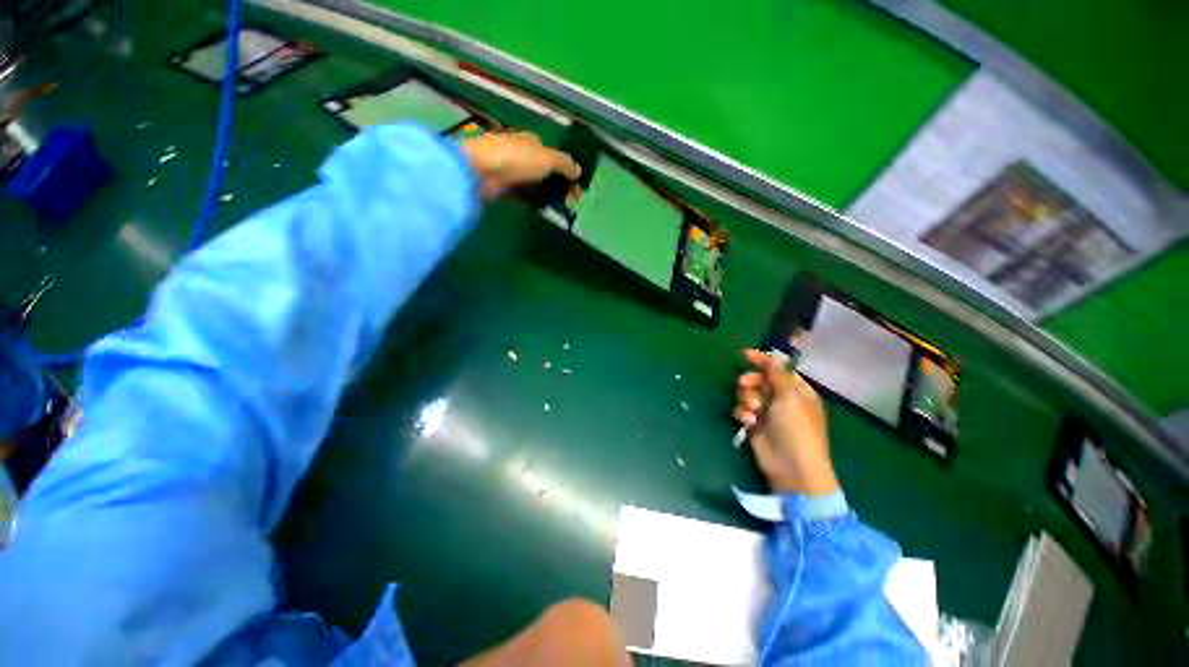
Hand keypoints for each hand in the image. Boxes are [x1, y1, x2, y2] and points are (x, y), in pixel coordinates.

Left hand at [462, 131, 580, 198]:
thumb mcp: (547, 158)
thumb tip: (578, 171)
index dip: (567, 172)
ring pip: (535, 185)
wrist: (481, 171)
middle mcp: (522, 154)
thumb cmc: (517, 159)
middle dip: (559, 186)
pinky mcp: (503, 187)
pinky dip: (533, 201)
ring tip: (558, 208)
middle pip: (546, 172)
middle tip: (570, 202)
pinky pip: (523, 195)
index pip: (554, 156)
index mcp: (532, 142)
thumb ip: (565, 164)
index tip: (577, 189)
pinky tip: (541, 209)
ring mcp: (511, 172)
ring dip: (547, 195)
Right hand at [734, 349, 839, 495]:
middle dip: (750, 382)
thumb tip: (773, 354)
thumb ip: (777, 374)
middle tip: (744, 385)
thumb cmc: (796, 429)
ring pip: (748, 395)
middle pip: (759, 381)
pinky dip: (743, 414)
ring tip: (752, 411)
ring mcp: (768, 413)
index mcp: (797, 391)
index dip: (762, 361)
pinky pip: (742, 411)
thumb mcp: (790, 397)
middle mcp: (782, 400)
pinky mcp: (754, 426)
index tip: (745, 354)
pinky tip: (747, 422)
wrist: (791, 467)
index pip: (778, 369)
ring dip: (746, 399)